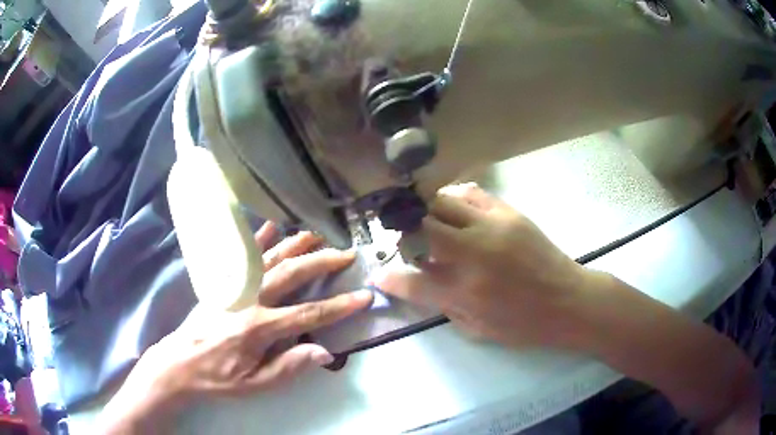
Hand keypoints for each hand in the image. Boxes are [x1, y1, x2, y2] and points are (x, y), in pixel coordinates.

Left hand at [100, 223, 372, 433]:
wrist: (180, 361)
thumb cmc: (219, 377)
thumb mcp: (255, 384)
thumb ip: (289, 367)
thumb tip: (324, 351)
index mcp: (259, 328)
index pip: (308, 314)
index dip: (339, 306)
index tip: (363, 296)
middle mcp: (249, 299)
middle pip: (292, 275)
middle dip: (322, 263)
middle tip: (346, 253)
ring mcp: (234, 285)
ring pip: (270, 258)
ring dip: (296, 244)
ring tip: (318, 233)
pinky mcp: (222, 281)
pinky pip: (243, 255)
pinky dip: (259, 239)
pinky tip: (273, 227)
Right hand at [373, 183, 592, 347]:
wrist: (568, 300)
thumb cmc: (524, 324)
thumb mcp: (478, 329)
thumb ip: (445, 304)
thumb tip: (423, 279)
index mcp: (465, 292)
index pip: (411, 281)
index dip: (389, 277)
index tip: (378, 274)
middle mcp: (473, 254)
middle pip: (421, 228)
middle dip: (404, 233)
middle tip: (405, 240)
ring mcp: (491, 227)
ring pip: (443, 203)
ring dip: (428, 213)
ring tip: (429, 222)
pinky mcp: (509, 213)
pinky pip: (471, 193)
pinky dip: (454, 198)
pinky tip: (454, 208)